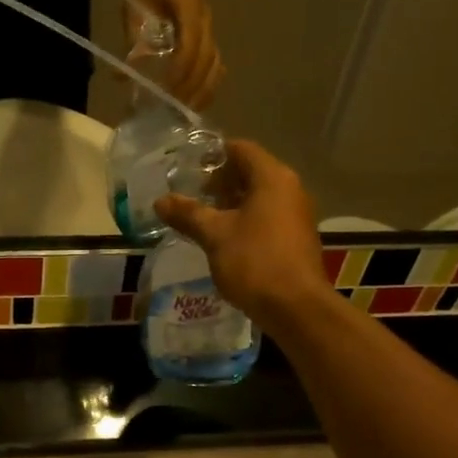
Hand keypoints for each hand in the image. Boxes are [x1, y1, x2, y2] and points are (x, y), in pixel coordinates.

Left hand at [131, 0, 223, 108]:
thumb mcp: (133, 12)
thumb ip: (133, 42)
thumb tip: (124, 76)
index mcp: (187, 1)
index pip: (191, 40)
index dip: (181, 67)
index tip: (167, 88)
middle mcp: (205, 15)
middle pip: (207, 56)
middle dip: (192, 84)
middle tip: (175, 107)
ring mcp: (211, 28)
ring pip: (215, 63)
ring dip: (202, 89)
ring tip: (186, 110)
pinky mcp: (210, 39)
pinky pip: (215, 65)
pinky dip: (207, 85)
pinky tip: (195, 102)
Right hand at [154, 140, 329, 333]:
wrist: (296, 308)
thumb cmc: (255, 261)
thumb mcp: (215, 235)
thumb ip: (188, 214)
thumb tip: (160, 201)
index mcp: (272, 178)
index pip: (242, 149)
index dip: (214, 154)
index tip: (188, 167)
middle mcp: (290, 190)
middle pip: (251, 172)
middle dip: (220, 181)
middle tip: (191, 193)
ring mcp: (296, 215)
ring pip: (259, 197)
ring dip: (231, 203)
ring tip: (202, 217)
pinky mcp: (296, 238)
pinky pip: (267, 217)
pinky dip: (245, 220)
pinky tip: (223, 238)